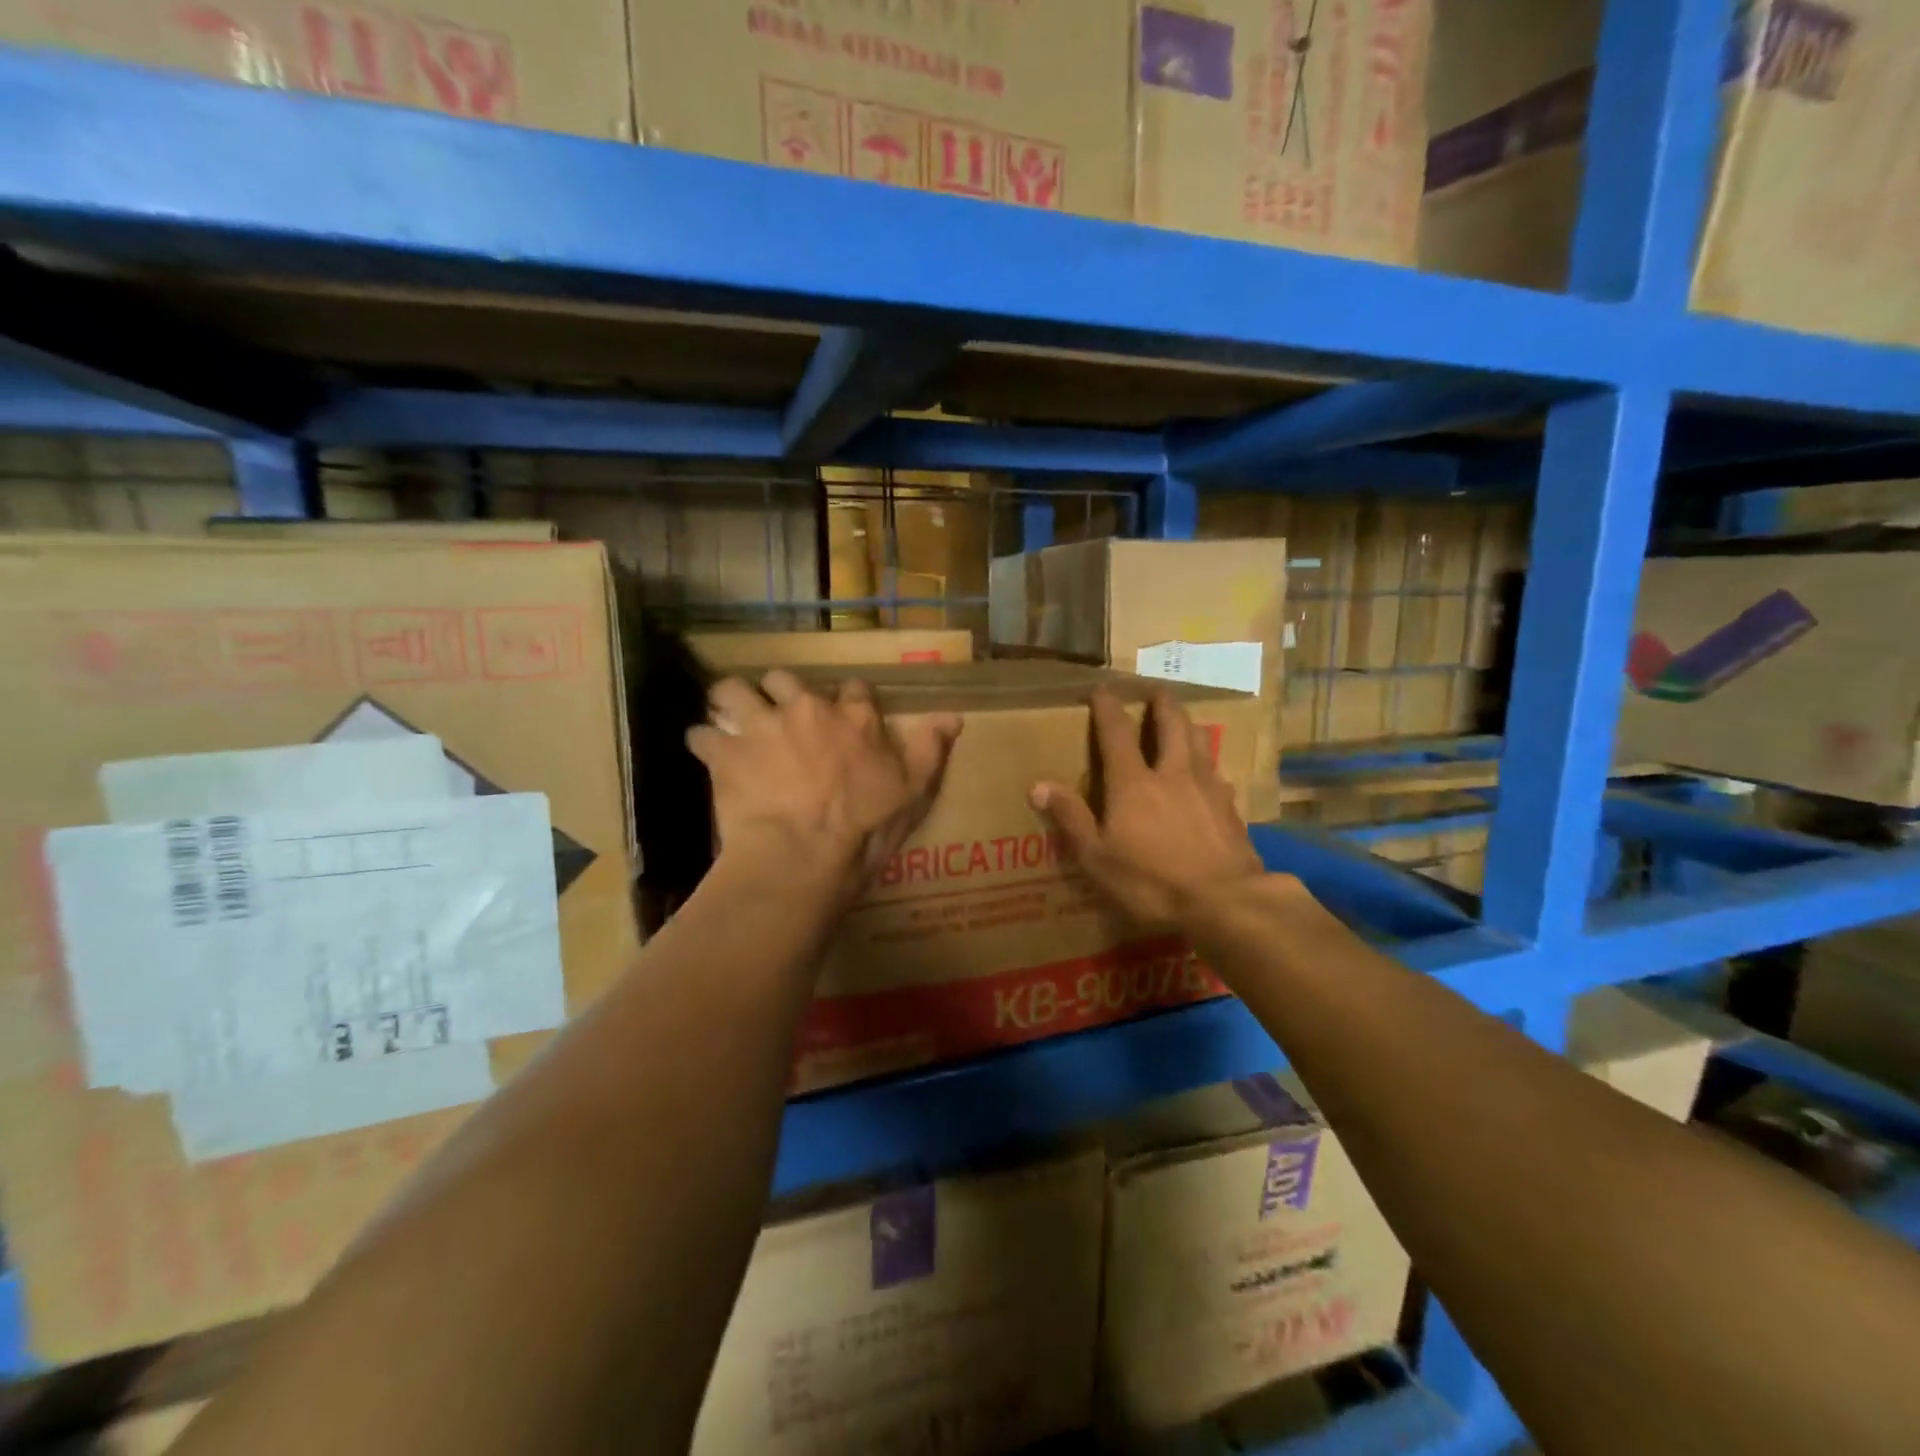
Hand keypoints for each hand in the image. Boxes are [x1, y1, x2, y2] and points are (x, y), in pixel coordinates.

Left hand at [688, 669, 962, 900]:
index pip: (853, 689)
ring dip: (731, 702)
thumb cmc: (865, 828)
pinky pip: (702, 734)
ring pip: (733, 690)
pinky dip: (704, 742)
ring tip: (731, 720)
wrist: (803, 855)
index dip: (847, 701)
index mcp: (853, 716)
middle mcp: (806, 708)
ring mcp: (761, 726)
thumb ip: (930, 748)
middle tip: (779, 716)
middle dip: (779, 692)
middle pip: (784, 679)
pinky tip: (708, 754)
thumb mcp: (913, 791)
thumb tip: (953, 716)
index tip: (843, 716)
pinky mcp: (725, 752)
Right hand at [1032, 687, 1265, 927]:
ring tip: (1183, 721)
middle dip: (1161, 702)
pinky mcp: (1231, 807)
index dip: (1108, 707)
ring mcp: (1207, 787)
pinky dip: (1208, 763)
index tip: (1101, 689)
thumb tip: (1038, 785)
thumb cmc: (1152, 881)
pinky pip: (1217, 772)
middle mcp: (1173, 773)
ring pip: (1201, 740)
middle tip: (1155, 690)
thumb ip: (1071, 818)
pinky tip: (1209, 775)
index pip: (1117, 732)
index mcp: (1134, 782)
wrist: (1225, 902)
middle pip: (1171, 723)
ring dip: (1188, 724)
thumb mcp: (1098, 858)